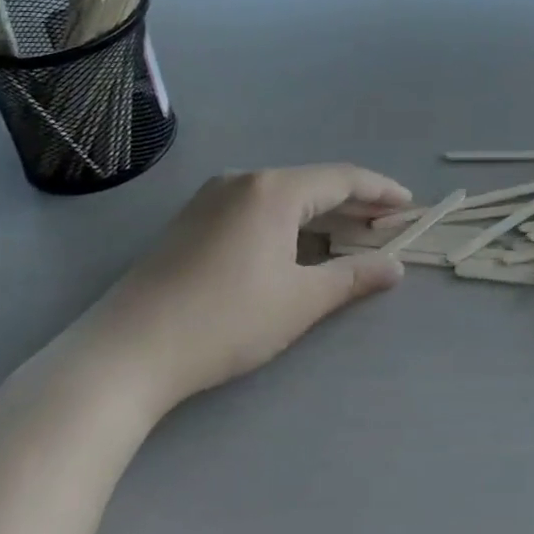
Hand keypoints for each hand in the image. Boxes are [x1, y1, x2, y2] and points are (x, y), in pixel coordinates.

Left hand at [75, 164, 411, 419]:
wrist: (124, 354)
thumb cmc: (223, 322)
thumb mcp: (299, 301)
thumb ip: (352, 277)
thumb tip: (396, 267)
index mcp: (274, 189)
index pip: (343, 178)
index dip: (381, 191)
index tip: (409, 205)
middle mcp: (244, 180)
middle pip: (313, 183)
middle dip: (354, 203)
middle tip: (387, 223)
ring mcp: (212, 197)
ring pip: (283, 195)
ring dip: (320, 213)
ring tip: (349, 235)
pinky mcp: (192, 220)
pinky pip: (256, 207)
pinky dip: (288, 221)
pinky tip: (296, 246)